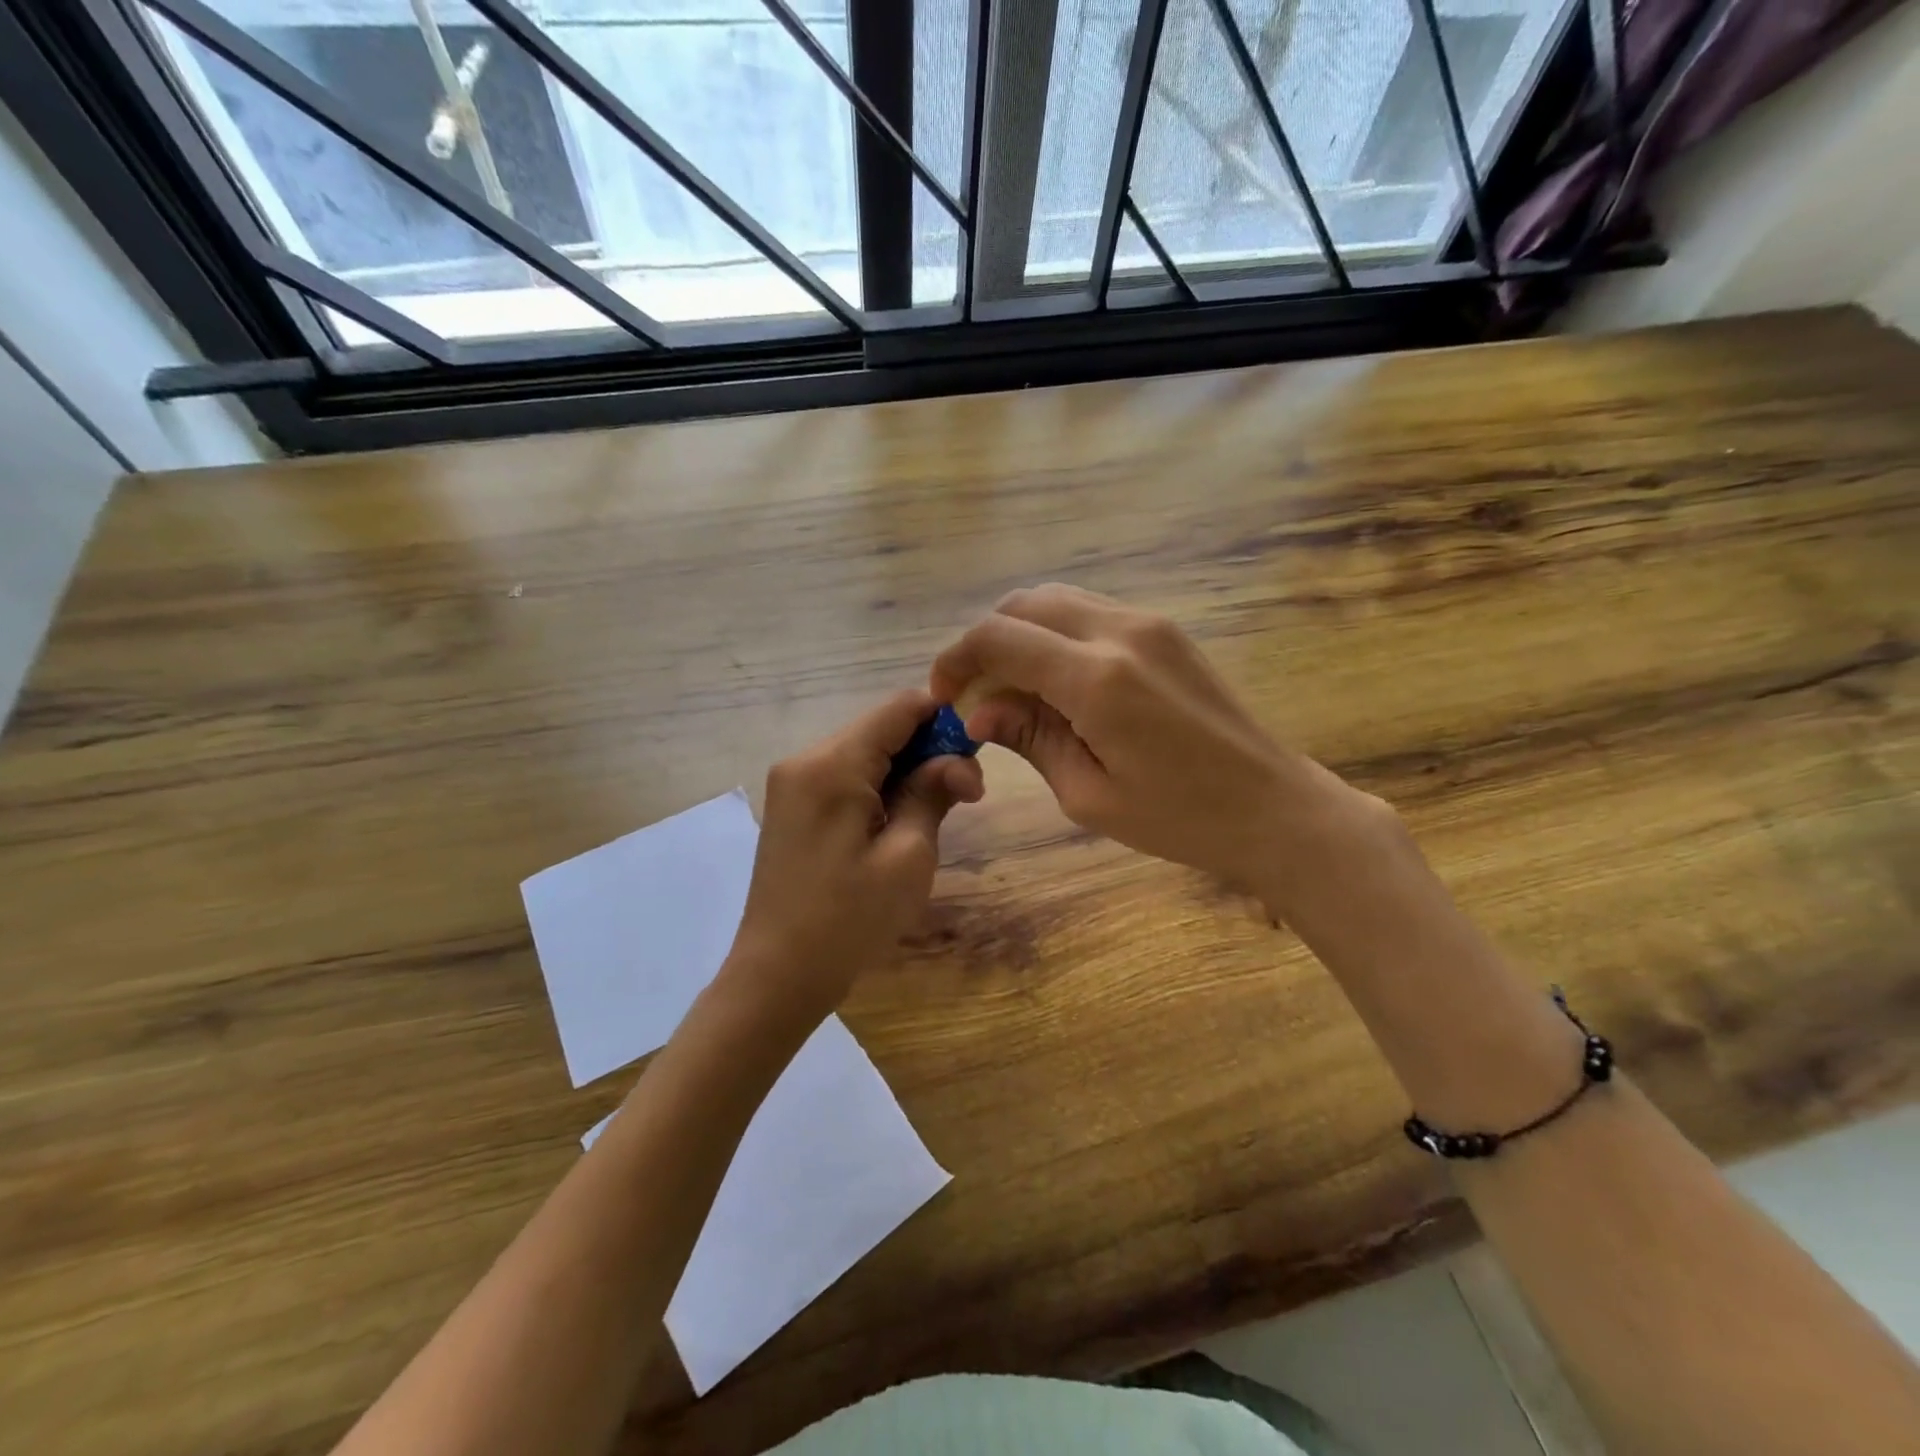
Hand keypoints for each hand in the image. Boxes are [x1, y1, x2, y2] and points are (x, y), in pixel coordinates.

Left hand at [727, 691, 983, 1021]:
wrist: (777, 976)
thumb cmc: (849, 920)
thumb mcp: (908, 856)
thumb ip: (932, 792)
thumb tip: (959, 759)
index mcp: (831, 764)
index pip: (898, 708)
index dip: (945, 717)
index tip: (979, 749)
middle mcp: (804, 759)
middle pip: (880, 728)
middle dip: (928, 750)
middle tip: (966, 794)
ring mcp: (792, 782)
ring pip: (864, 752)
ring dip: (905, 771)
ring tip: (934, 812)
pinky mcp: (792, 805)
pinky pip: (845, 777)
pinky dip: (879, 787)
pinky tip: (898, 820)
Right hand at [931, 585, 1351, 886]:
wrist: (1273, 806)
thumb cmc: (1180, 818)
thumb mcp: (1088, 794)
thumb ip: (1029, 739)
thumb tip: (978, 711)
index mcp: (1097, 679)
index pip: (999, 638)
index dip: (956, 659)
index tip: (943, 695)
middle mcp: (1120, 632)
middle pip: (1025, 604)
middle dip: (985, 641)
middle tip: (975, 693)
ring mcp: (1149, 623)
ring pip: (1058, 600)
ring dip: (1021, 633)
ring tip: (1013, 688)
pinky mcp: (1166, 630)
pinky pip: (1091, 613)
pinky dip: (1057, 634)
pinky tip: (1058, 681)